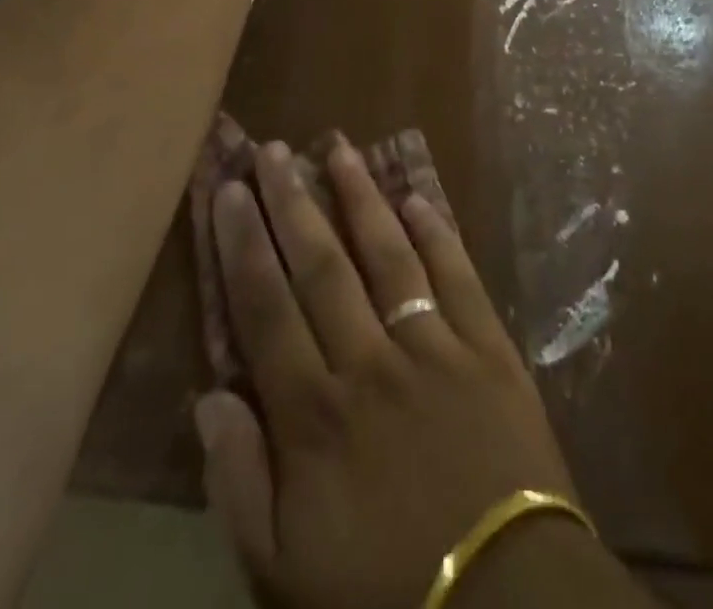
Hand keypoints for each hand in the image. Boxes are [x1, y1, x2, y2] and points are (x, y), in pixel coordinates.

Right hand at [197, 139, 582, 608]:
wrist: (503, 600)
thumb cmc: (382, 591)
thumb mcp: (284, 568)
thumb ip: (240, 482)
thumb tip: (209, 397)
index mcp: (315, 413)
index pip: (267, 308)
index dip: (244, 245)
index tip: (231, 191)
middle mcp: (370, 361)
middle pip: (322, 266)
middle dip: (293, 203)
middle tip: (274, 150)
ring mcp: (434, 345)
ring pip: (387, 254)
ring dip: (361, 197)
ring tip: (339, 148)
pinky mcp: (487, 345)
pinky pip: (456, 275)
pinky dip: (436, 232)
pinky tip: (417, 196)